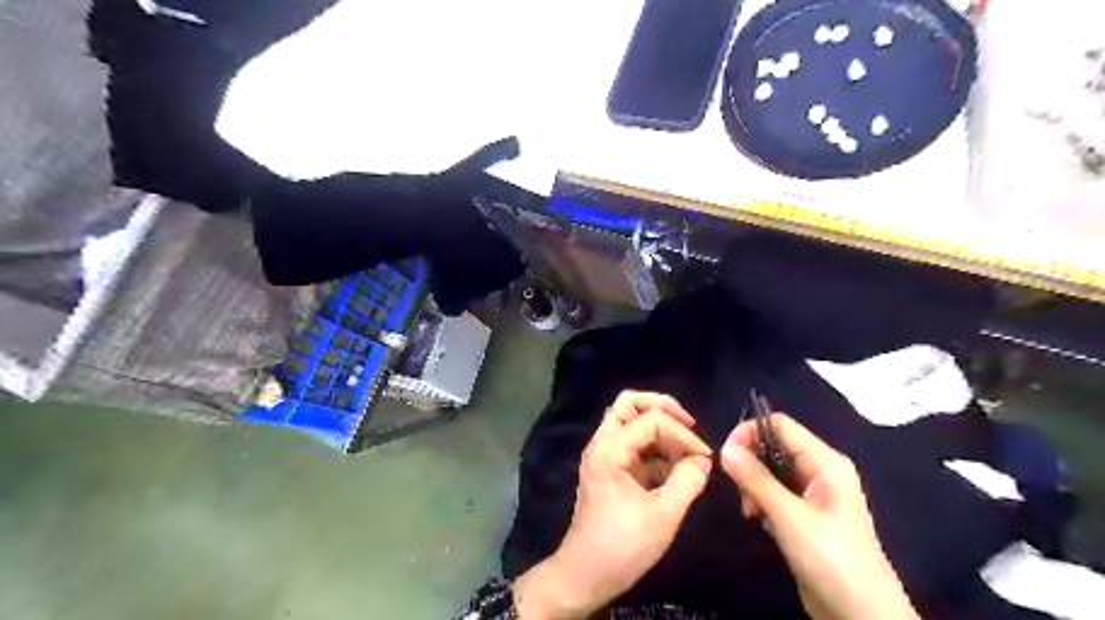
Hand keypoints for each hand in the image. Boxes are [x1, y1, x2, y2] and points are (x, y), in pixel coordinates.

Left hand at [515, 393, 712, 619]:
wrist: (585, 575)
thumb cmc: (622, 545)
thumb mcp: (662, 514)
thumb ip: (688, 481)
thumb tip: (704, 461)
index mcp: (609, 449)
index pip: (651, 420)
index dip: (682, 433)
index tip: (705, 456)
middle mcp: (603, 444)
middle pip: (629, 405)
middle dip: (662, 409)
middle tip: (689, 425)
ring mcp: (606, 457)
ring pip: (632, 423)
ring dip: (661, 430)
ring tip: (687, 452)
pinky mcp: (612, 472)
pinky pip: (635, 447)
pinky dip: (657, 450)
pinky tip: (677, 470)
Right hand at [723, 414, 921, 619]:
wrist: (862, 615)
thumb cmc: (832, 559)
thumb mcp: (790, 517)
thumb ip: (756, 479)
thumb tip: (725, 448)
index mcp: (825, 461)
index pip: (779, 424)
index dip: (749, 432)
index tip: (726, 456)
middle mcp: (819, 470)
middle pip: (772, 446)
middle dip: (750, 463)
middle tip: (740, 492)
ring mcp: (812, 492)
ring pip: (769, 470)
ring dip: (753, 485)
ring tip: (751, 512)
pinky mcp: (803, 513)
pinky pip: (773, 492)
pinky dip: (760, 500)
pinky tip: (760, 521)